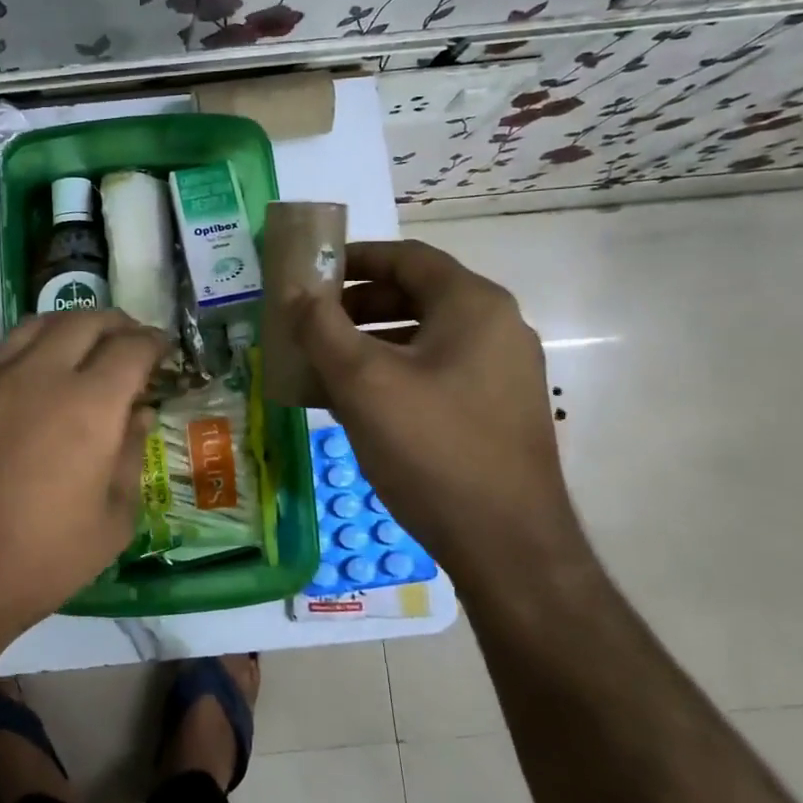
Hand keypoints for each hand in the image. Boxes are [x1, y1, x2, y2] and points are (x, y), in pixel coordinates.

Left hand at [0, 309, 166, 660]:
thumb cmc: (38, 561)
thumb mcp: (112, 522)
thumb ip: (131, 457)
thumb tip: (137, 415)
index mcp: (88, 406)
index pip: (131, 348)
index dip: (154, 343)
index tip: (162, 350)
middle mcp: (38, 375)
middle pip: (84, 320)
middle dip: (116, 324)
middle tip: (128, 342)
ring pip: (37, 324)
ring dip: (70, 326)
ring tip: (82, 346)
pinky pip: (0, 352)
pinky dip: (30, 350)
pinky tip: (32, 379)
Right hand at [293, 240, 582, 579]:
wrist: (507, 545)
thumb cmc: (432, 448)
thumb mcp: (362, 382)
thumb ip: (322, 327)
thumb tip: (295, 291)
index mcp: (473, 306)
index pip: (406, 258)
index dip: (353, 258)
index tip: (309, 274)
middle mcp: (496, 328)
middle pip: (414, 296)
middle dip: (354, 306)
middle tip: (308, 323)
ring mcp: (500, 372)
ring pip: (421, 338)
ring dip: (367, 343)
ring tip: (320, 365)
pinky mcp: (494, 410)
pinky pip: (433, 373)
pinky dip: (391, 373)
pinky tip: (354, 403)